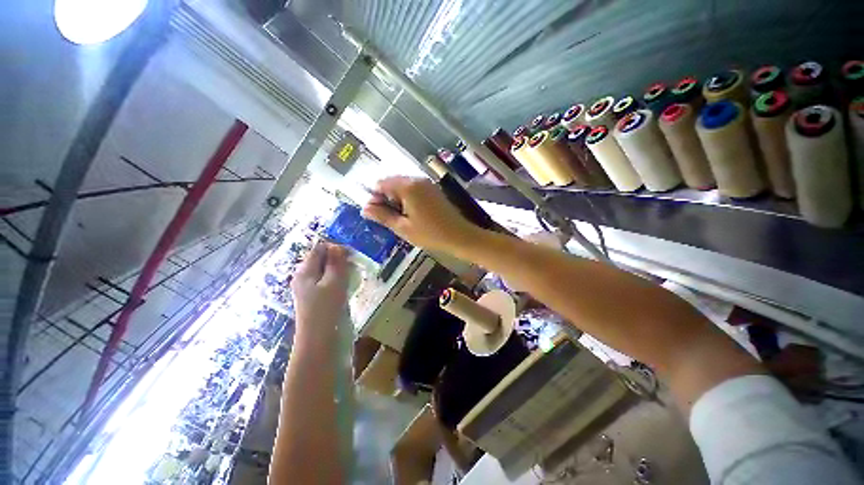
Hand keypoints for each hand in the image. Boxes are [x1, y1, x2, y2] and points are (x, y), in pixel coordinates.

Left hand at [291, 243, 348, 337]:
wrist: (322, 343)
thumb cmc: (326, 310)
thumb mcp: (333, 282)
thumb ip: (336, 263)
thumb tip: (338, 246)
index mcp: (305, 272)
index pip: (319, 250)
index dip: (335, 248)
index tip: (351, 255)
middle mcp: (307, 278)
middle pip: (324, 260)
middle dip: (340, 260)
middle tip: (354, 266)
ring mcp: (314, 290)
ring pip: (330, 272)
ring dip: (343, 270)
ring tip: (354, 276)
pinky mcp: (323, 299)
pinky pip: (333, 283)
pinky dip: (342, 281)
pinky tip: (351, 286)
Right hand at [362, 177, 480, 253]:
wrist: (460, 236)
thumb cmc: (430, 234)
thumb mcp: (403, 228)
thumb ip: (382, 216)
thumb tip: (364, 208)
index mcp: (407, 186)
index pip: (380, 184)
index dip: (374, 198)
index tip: (375, 215)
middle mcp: (416, 179)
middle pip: (391, 183)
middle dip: (385, 199)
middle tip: (387, 219)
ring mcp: (426, 183)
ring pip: (402, 187)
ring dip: (396, 200)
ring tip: (399, 219)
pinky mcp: (432, 190)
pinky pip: (413, 190)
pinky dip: (407, 199)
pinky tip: (410, 214)